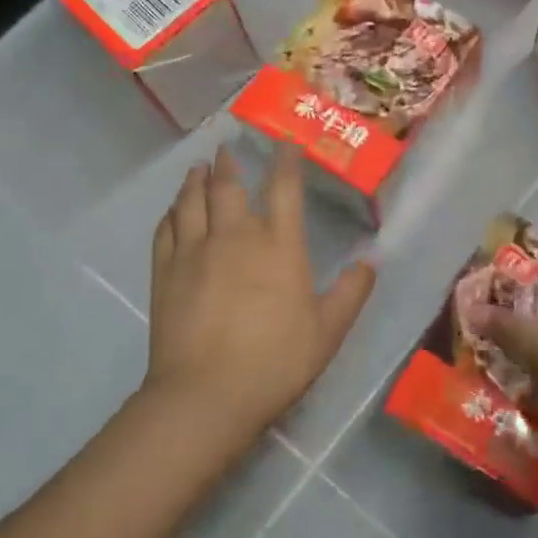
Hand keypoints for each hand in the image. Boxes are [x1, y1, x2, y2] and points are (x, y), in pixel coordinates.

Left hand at [144, 145, 374, 447]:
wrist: (207, 393)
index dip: (286, 162)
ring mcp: (195, 252)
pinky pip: (166, 229)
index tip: (285, 144)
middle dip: (230, 163)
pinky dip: (171, 212)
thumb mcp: (328, 331)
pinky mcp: (165, 272)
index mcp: (279, 246)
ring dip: (196, 180)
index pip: (284, 189)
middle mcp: (235, 237)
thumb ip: (351, 292)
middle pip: (229, 186)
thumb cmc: (276, 361)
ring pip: (192, 201)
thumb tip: (371, 261)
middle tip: (227, 147)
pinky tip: (173, 210)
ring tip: (198, 168)